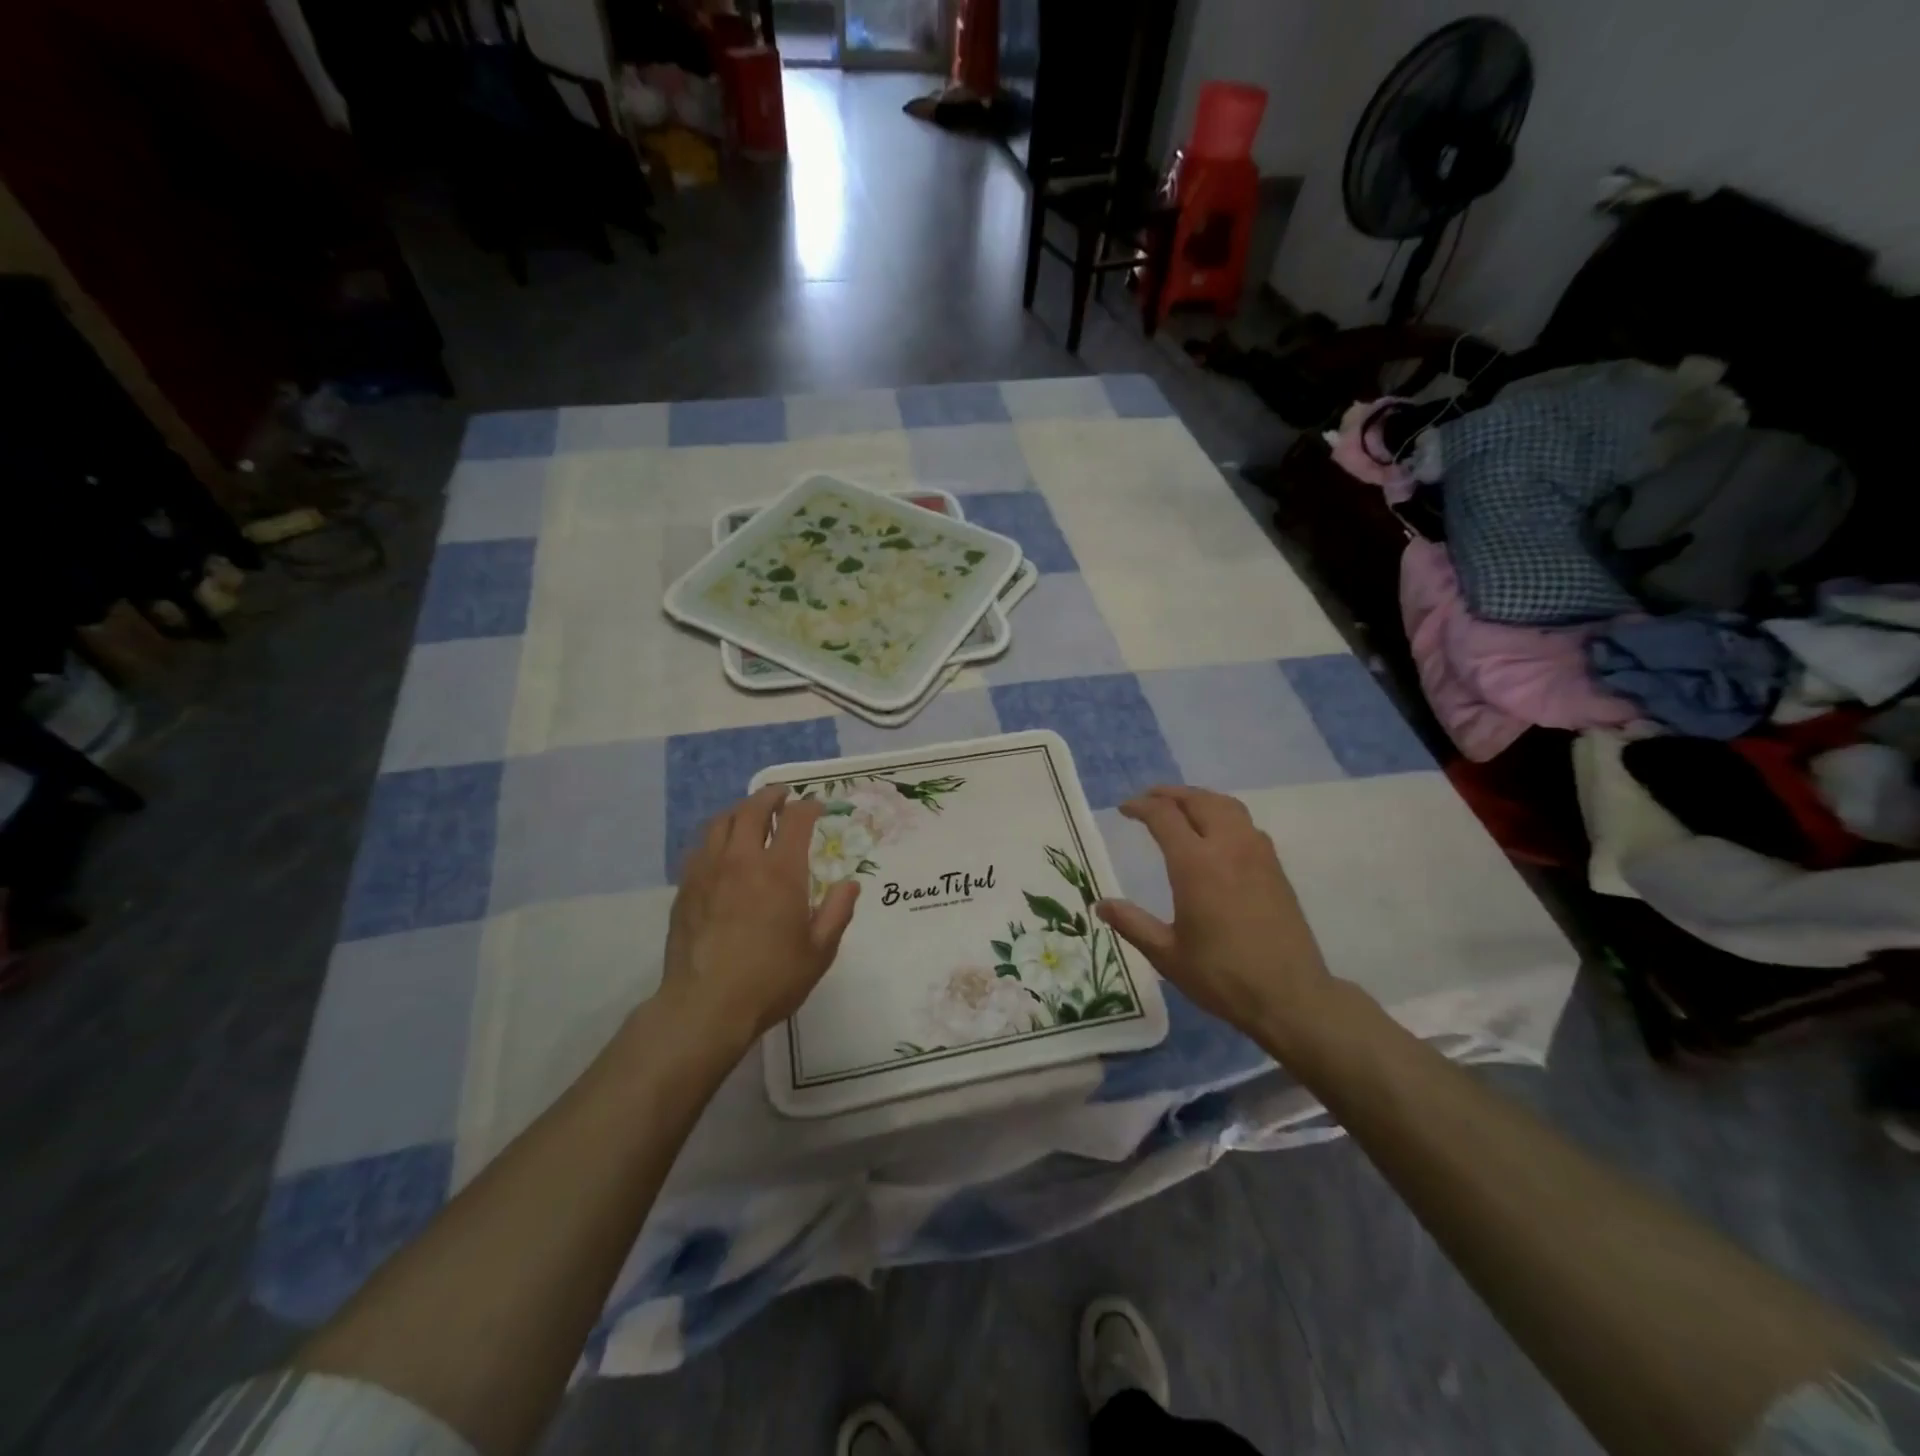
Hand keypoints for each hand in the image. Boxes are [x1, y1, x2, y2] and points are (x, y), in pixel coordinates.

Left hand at [659, 786, 859, 1051]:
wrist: (705, 1007)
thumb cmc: (770, 979)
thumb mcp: (819, 951)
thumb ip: (838, 912)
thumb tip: (850, 884)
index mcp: (780, 871)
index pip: (795, 819)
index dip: (808, 806)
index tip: (817, 807)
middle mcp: (742, 860)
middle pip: (752, 809)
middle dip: (770, 796)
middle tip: (781, 796)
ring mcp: (708, 872)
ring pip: (720, 822)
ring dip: (739, 811)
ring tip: (749, 815)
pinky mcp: (686, 889)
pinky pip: (700, 847)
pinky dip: (716, 837)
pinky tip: (721, 850)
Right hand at [1097, 786, 1334, 1048]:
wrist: (1290, 997)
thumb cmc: (1222, 976)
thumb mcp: (1167, 955)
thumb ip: (1132, 924)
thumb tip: (1101, 904)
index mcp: (1196, 864)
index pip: (1164, 816)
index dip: (1141, 807)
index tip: (1124, 810)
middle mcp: (1228, 847)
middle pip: (1198, 800)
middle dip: (1169, 794)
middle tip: (1148, 800)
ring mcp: (1257, 854)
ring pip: (1226, 806)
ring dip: (1199, 799)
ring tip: (1181, 808)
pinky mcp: (1275, 867)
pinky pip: (1246, 824)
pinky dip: (1223, 815)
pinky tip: (1216, 834)